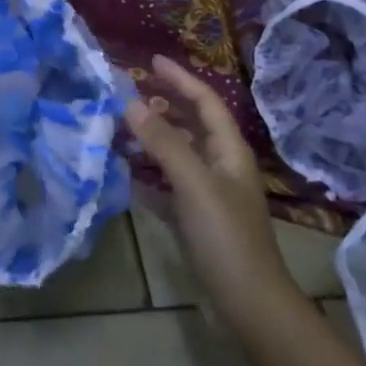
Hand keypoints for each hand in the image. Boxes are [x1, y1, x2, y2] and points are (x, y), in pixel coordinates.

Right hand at [125, 55, 293, 326]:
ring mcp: (207, 196)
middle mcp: (220, 167)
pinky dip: (146, 176)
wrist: (246, 305)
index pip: (205, 102)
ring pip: (176, 155)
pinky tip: (123, 172)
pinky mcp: (193, 221)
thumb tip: (131, 103)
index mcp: (229, 152)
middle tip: (129, 90)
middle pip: (191, 125)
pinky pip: (166, 187)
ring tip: (119, 126)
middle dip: (164, 104)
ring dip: (151, 139)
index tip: (151, 61)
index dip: (181, 79)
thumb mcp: (194, 184)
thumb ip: (164, 143)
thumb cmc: (225, 237)